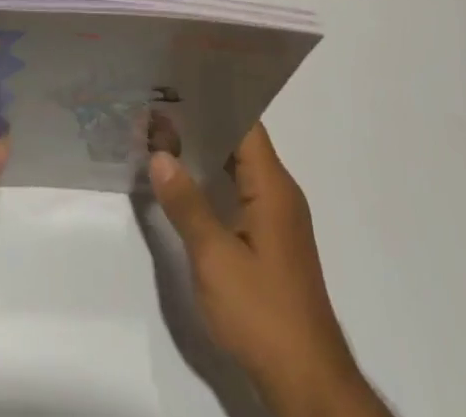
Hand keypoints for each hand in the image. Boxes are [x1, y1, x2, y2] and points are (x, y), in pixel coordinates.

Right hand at [151, 124, 390, 416]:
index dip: (213, 100)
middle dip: (202, 124)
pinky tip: (186, 187)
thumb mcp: (215, 258)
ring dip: (207, 154)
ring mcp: (278, 219)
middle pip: (241, 141)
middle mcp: (280, 192)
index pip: (245, 121)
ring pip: (240, 169)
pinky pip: (242, 194)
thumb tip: (160, 154)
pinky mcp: (272, 243)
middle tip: (159, 107)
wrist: (307, 382)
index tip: (177, 84)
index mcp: (272, 185)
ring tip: (164, 138)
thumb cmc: (262, 312)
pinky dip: (215, 182)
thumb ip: (187, 204)